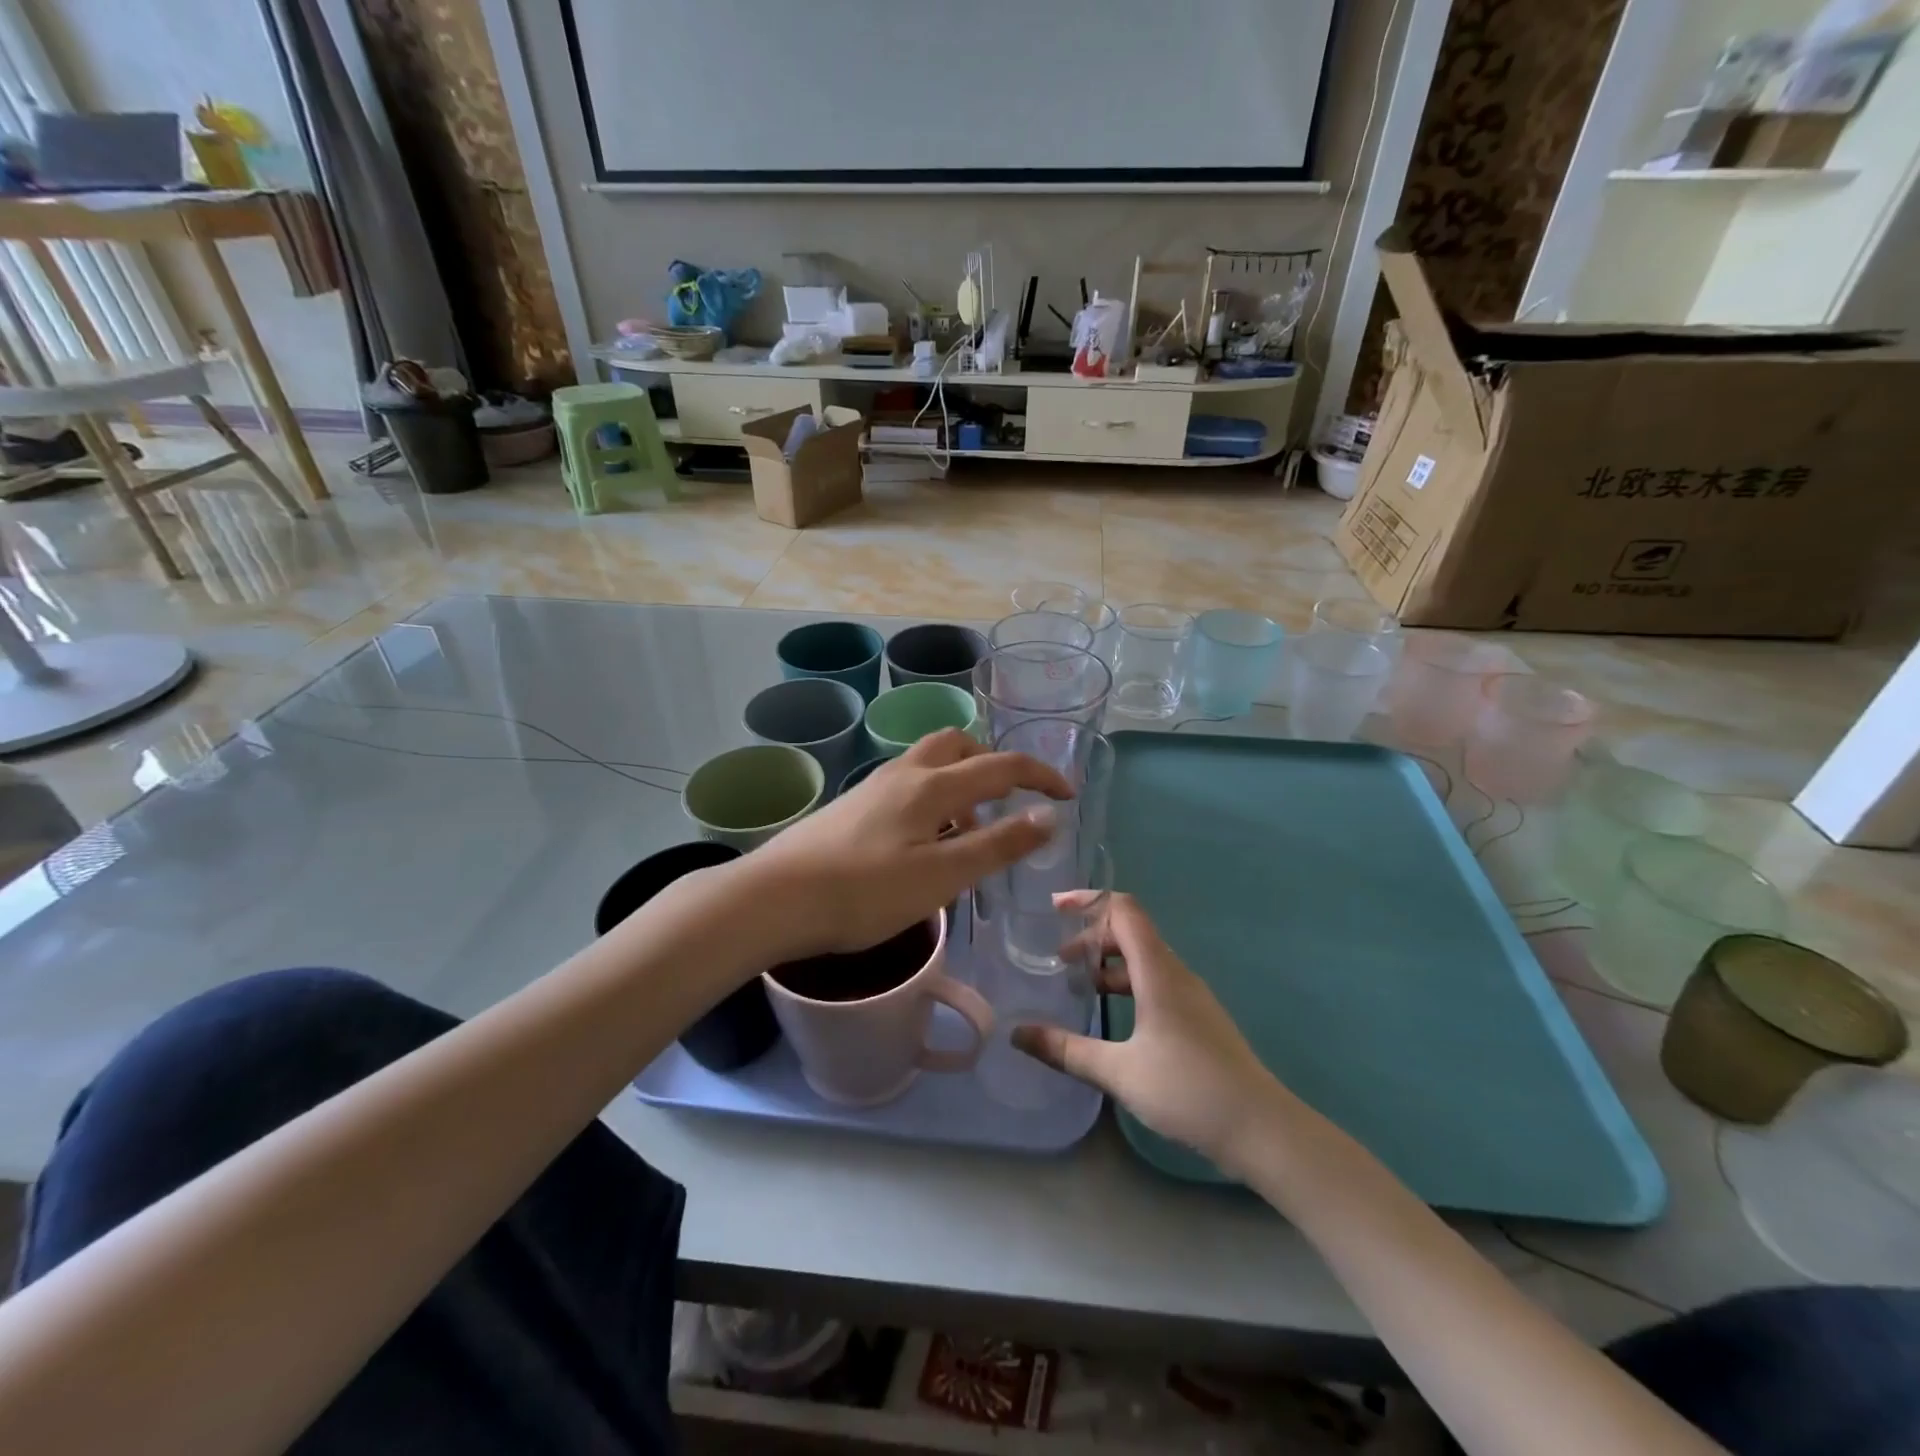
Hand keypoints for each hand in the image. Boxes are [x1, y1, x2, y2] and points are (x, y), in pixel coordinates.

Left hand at [744, 729, 1072, 957]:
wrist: (775, 898)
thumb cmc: (864, 892)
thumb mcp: (941, 876)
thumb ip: (997, 845)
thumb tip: (1048, 816)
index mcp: (932, 786)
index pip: (1000, 765)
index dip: (1040, 776)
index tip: (1068, 795)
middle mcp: (904, 773)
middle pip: (958, 745)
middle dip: (992, 763)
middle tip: (1007, 803)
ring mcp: (874, 787)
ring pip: (929, 763)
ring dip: (961, 782)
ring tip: (969, 829)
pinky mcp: (854, 806)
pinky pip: (908, 784)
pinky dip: (934, 797)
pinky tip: (925, 840)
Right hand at [1013, 894, 1279, 1170]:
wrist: (1261, 1128)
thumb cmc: (1188, 1090)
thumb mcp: (1118, 1071)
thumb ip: (1066, 1050)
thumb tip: (1017, 1034)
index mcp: (1158, 971)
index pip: (1123, 910)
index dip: (1088, 900)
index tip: (1054, 908)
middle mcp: (1176, 973)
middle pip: (1131, 932)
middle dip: (1092, 937)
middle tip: (1058, 960)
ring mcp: (1191, 995)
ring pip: (1144, 959)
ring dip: (1109, 963)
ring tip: (1079, 986)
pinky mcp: (1198, 1017)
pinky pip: (1156, 981)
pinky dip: (1127, 983)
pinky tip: (1113, 1016)